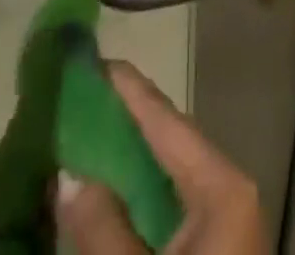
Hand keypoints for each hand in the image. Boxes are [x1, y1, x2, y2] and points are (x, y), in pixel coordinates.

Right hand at [55, 63, 266, 253]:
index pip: (165, 119)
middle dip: (119, 126)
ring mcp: (222, 227)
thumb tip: (68, 175)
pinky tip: (100, 204)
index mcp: (221, 185)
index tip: (91, 60)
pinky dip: (133, 206)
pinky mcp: (209, 254)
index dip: (126, 89)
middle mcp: (226, 192)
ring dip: (122, 167)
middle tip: (73, 103)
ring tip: (77, 143)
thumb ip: (103, 230)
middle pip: (165, 144)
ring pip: (164, 180)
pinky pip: (167, 215)